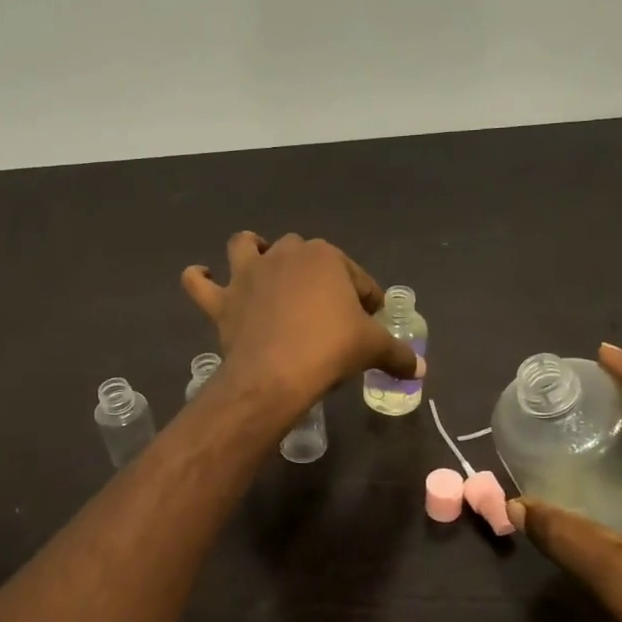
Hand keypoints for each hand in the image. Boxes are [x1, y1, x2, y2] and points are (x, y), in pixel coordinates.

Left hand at [181, 233, 418, 416]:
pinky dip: (200, 279)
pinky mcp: (223, 300)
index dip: (366, 298)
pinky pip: (200, 282)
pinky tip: (204, 279)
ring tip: (261, 267)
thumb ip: (398, 354)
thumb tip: (421, 368)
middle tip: (326, 310)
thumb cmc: (330, 349)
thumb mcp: (373, 349)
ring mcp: (249, 274)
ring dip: (252, 251)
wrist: (276, 374)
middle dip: (316, 274)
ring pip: (246, 247)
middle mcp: (285, 254)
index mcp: (326, 257)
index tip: (369, 319)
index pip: (355, 277)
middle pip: (304, 254)